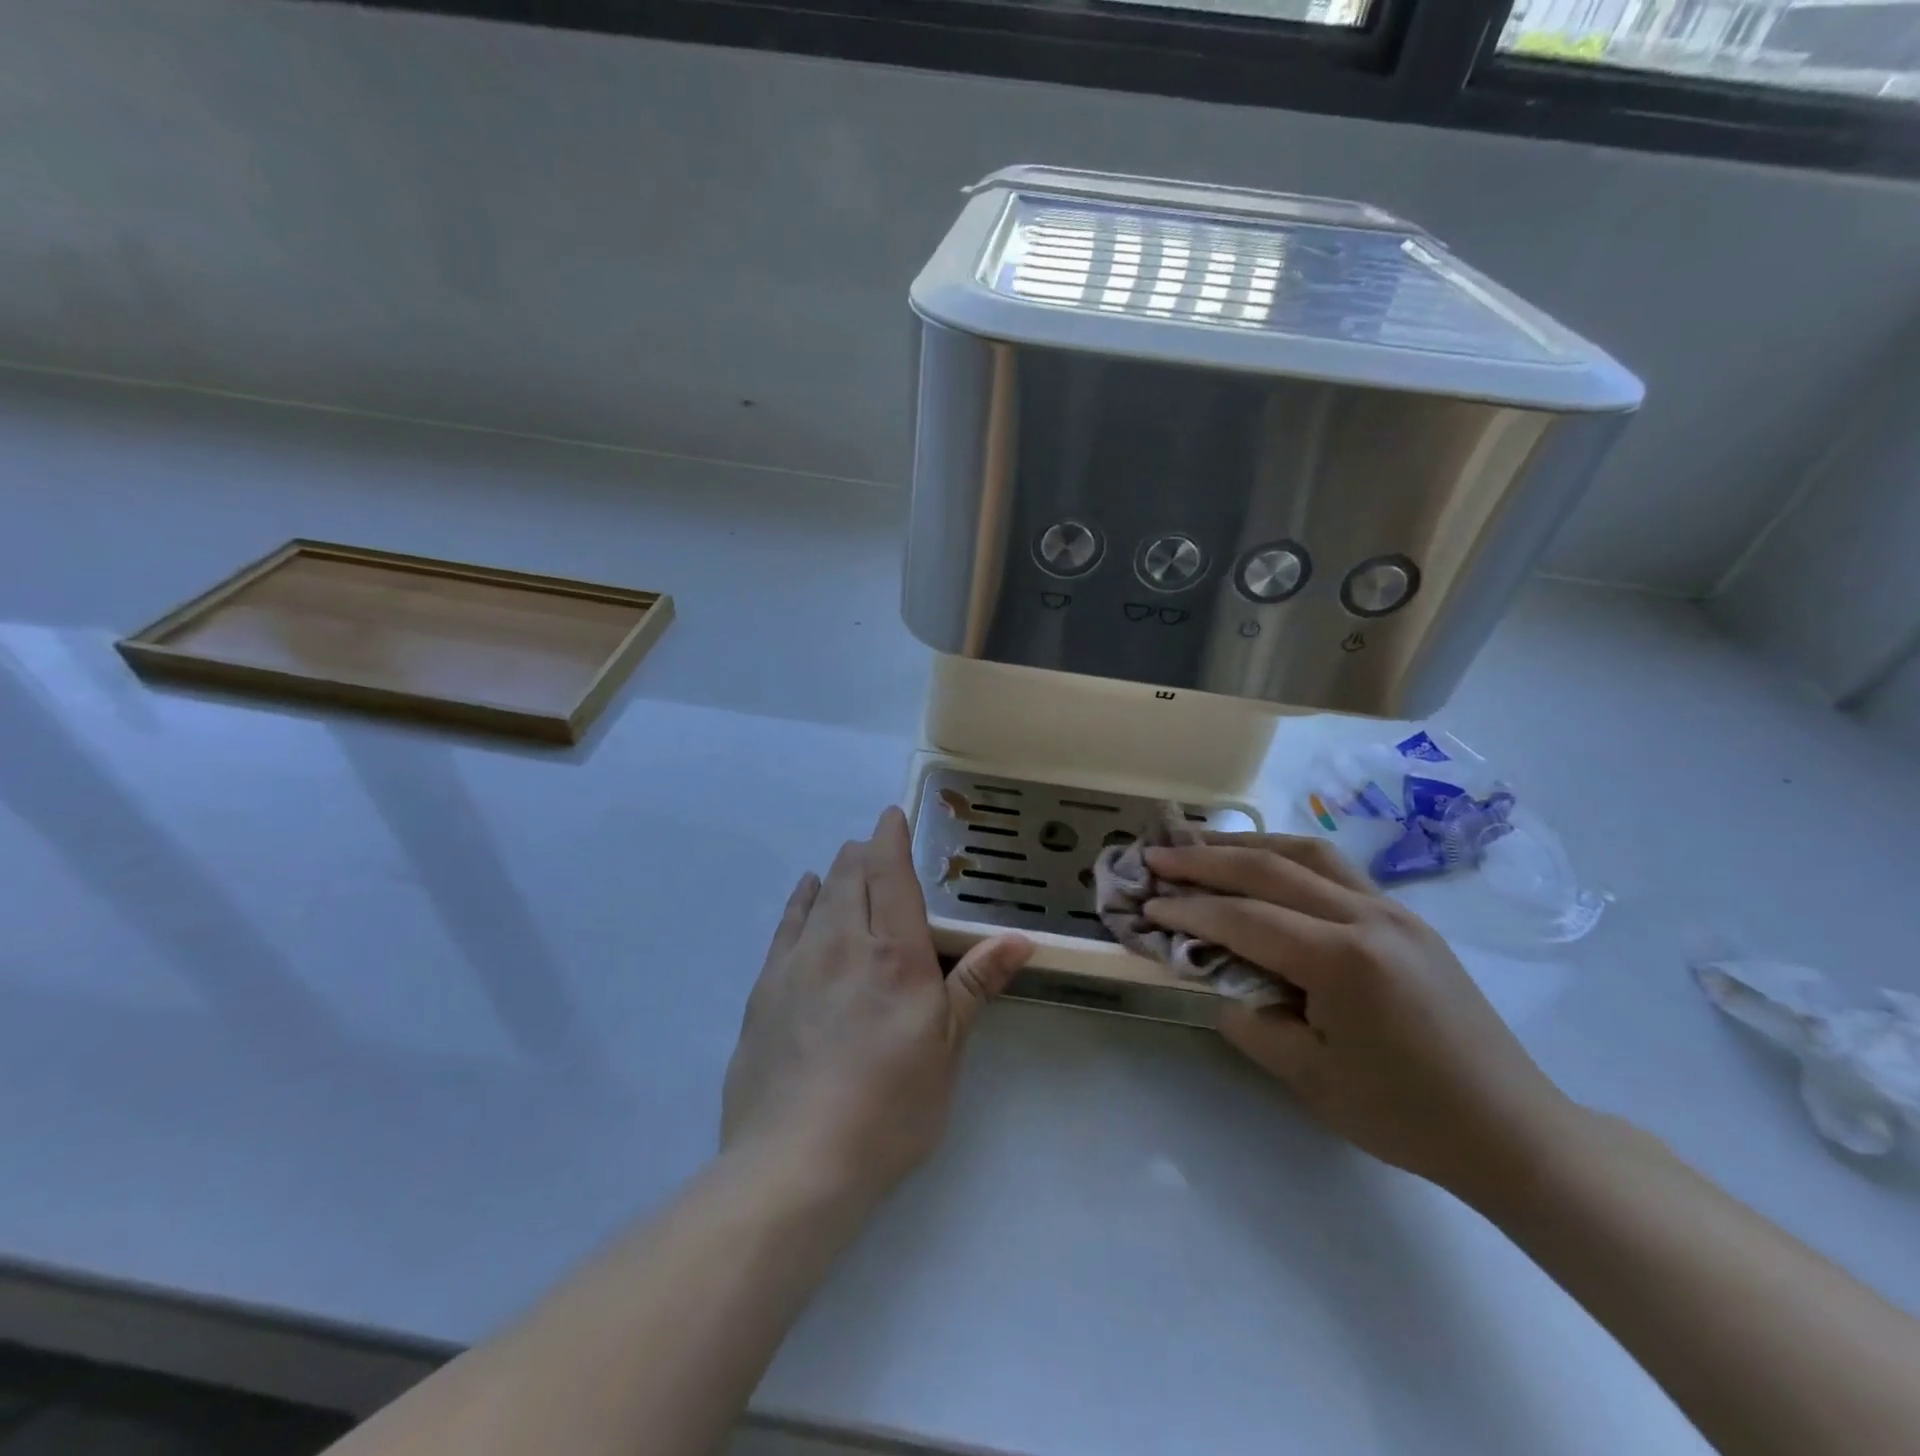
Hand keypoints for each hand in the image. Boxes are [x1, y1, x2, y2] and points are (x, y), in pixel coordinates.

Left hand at [723, 807, 1032, 1203]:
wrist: (795, 1161)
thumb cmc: (889, 1108)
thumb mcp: (946, 1050)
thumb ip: (975, 985)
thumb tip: (1018, 939)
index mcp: (895, 954)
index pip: (891, 873)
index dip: (891, 837)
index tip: (892, 815)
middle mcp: (843, 942)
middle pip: (852, 874)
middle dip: (866, 851)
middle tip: (878, 848)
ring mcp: (797, 962)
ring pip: (819, 894)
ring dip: (837, 872)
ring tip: (848, 865)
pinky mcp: (765, 988)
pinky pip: (787, 924)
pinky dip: (803, 900)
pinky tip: (808, 895)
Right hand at [1144, 834, 1575, 1198]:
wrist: (1511, 1129)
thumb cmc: (1405, 1115)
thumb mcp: (1309, 1078)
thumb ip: (1250, 1018)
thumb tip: (1217, 977)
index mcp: (1343, 961)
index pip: (1244, 919)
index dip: (1189, 910)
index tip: (1146, 904)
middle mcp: (1367, 918)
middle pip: (1269, 868)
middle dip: (1204, 859)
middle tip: (1156, 854)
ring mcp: (1392, 910)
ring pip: (1305, 852)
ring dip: (1246, 844)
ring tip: (1201, 844)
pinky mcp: (1405, 917)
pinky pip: (1334, 869)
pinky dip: (1285, 857)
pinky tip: (1263, 866)